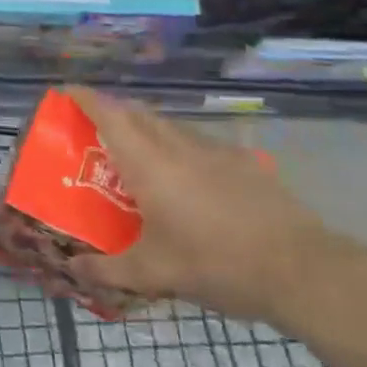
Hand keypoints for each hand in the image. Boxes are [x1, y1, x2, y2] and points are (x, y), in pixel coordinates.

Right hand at [65, 89, 360, 329]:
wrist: (301, 269)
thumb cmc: (216, 264)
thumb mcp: (155, 274)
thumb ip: (109, 269)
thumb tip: (74, 268)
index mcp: (149, 163)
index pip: (109, 114)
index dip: (84, 97)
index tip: (65, 92)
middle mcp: (178, 145)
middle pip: (138, 113)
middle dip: (113, 113)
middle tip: (96, 133)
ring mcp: (215, 150)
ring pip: (170, 127)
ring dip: (148, 131)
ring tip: (139, 159)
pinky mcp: (244, 163)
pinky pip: (200, 144)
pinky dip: (181, 150)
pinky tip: (191, 182)